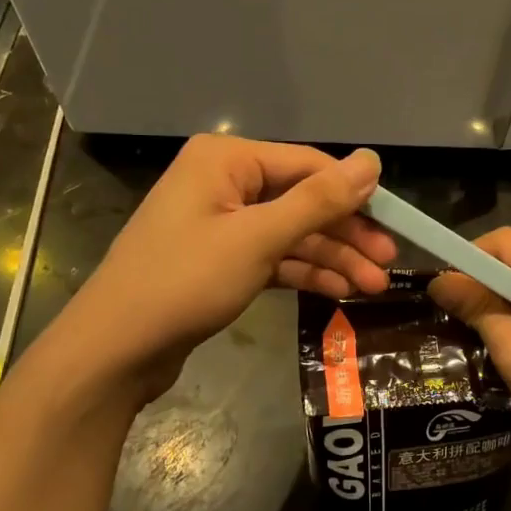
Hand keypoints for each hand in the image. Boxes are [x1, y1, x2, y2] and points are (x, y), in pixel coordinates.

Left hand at [58, 136, 395, 402]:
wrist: (114, 351)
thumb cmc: (185, 282)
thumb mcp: (258, 238)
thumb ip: (318, 200)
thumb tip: (372, 161)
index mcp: (226, 160)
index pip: (308, 165)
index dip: (355, 194)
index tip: (396, 223)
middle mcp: (224, 183)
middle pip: (301, 200)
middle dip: (345, 234)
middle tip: (388, 263)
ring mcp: (220, 223)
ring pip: (289, 233)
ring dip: (330, 258)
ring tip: (373, 287)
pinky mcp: (219, 260)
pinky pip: (271, 257)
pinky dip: (302, 272)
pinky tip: (338, 292)